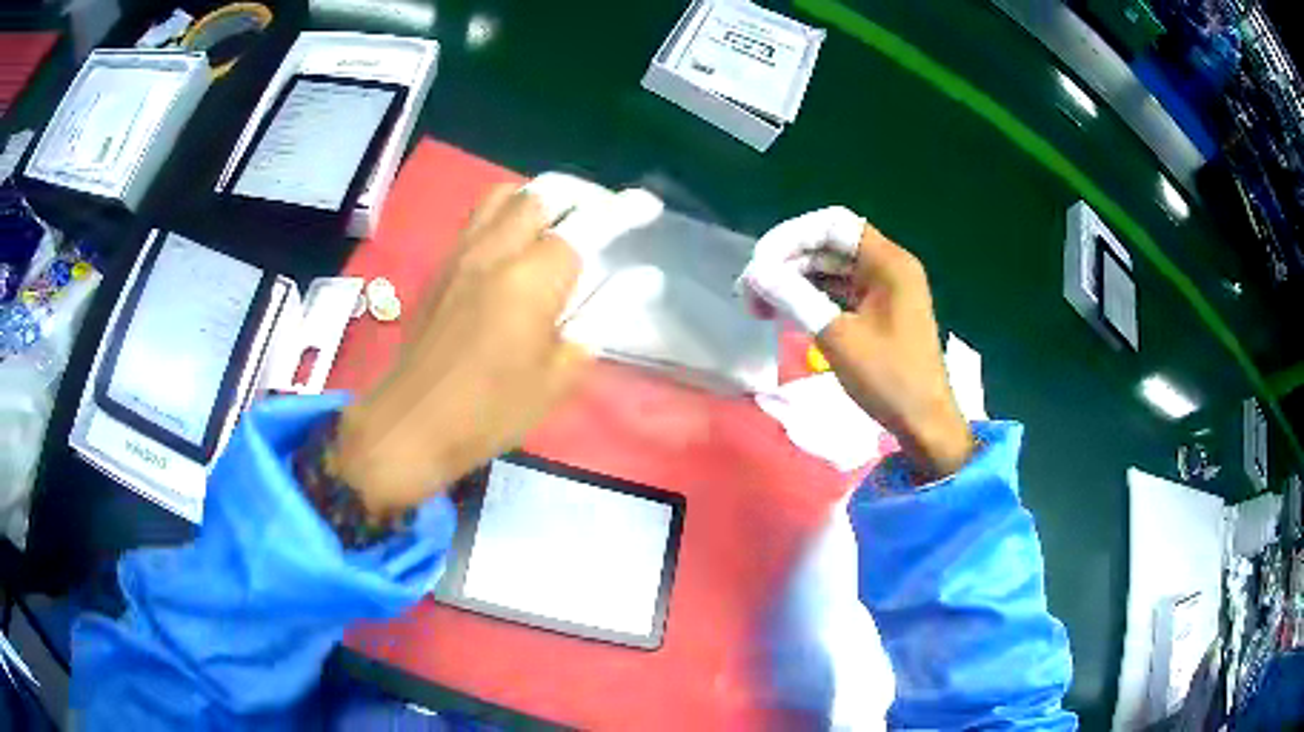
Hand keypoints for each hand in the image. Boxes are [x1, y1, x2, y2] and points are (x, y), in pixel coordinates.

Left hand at [335, 176, 660, 516]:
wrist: (413, 423)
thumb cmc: (493, 410)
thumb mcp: (561, 372)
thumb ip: (603, 312)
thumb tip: (644, 277)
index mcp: (532, 279)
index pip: (588, 224)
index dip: (623, 209)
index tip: (648, 205)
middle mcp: (495, 250)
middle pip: (543, 193)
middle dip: (582, 196)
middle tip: (604, 217)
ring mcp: (462, 252)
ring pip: (505, 195)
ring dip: (541, 198)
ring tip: (561, 222)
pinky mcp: (442, 264)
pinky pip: (480, 216)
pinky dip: (509, 212)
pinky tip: (519, 243)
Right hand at [740, 207, 972, 478]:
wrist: (925, 424)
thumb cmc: (889, 379)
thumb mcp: (838, 337)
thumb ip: (795, 298)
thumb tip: (754, 273)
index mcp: (888, 262)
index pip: (832, 224)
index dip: (791, 236)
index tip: (759, 263)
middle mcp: (888, 266)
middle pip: (829, 244)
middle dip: (787, 262)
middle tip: (750, 292)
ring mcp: (885, 288)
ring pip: (831, 268)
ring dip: (795, 281)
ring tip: (760, 306)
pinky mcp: (879, 310)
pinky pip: (839, 290)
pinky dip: (812, 297)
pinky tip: (786, 314)